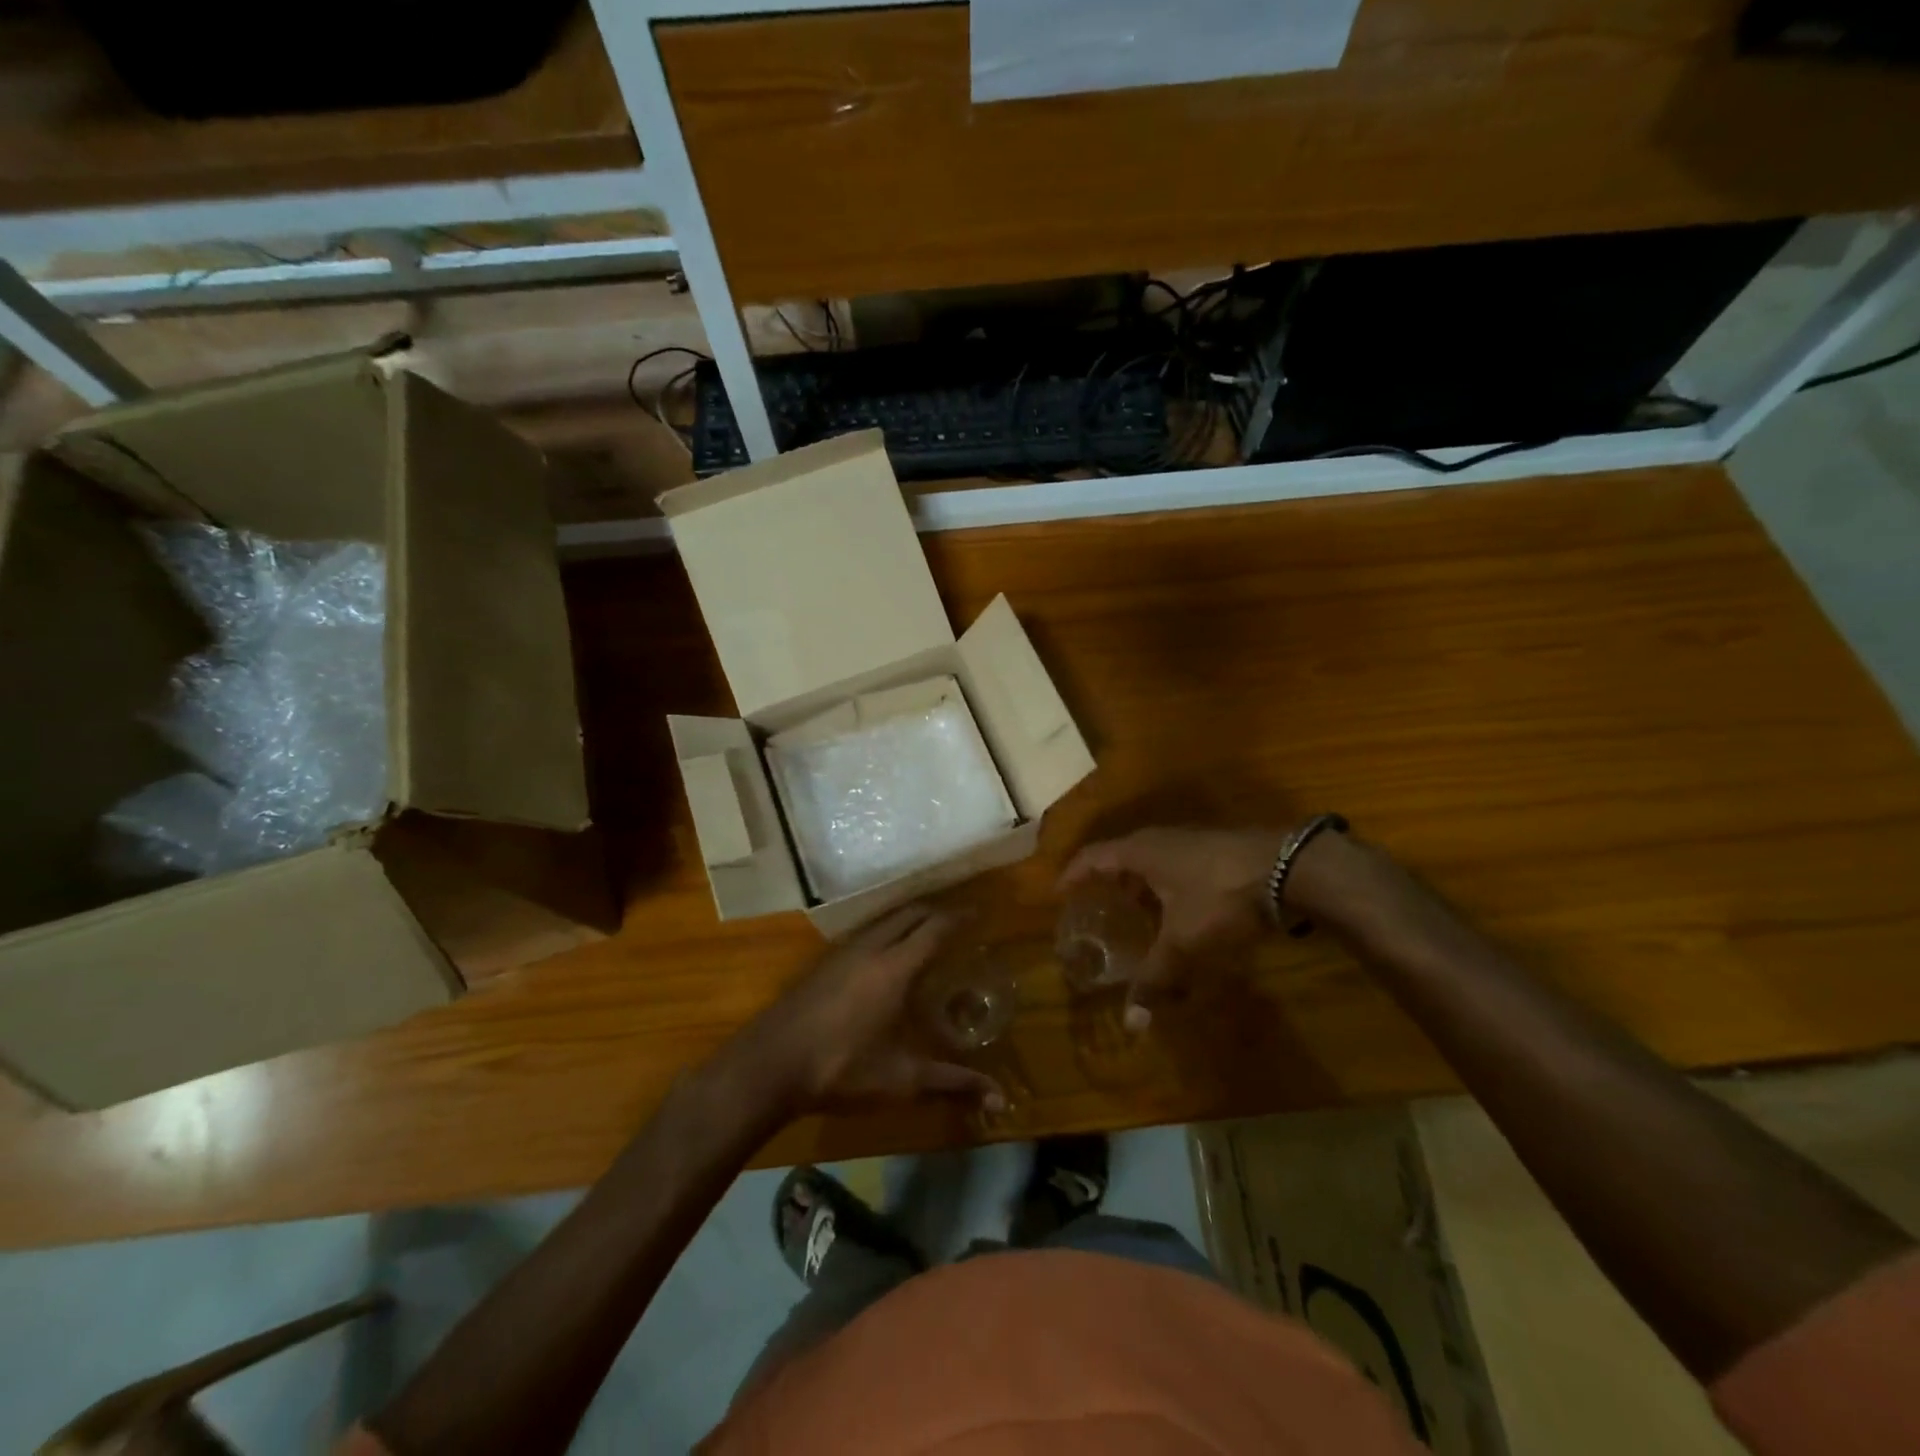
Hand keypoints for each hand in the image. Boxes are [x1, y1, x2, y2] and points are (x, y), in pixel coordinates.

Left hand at [741, 904, 1004, 1114]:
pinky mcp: (823, 963)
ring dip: (909, 918)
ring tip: (927, 930)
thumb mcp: (902, 1079)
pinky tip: (885, 953)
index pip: (934, 928)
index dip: (959, 917)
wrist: (769, 1064)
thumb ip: (952, 1083)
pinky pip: (865, 932)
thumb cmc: (841, 1068)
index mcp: (895, 967)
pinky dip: (886, 930)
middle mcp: (871, 948)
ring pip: (884, 920)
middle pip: (909, 913)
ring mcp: (842, 952)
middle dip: (936, 911)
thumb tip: (1000, 1098)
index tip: (979, 912)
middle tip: (958, 919)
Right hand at [1058, 827, 1287, 1022]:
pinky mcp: (1215, 849)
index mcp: (1139, 851)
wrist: (1287, 868)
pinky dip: (1163, 884)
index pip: (1092, 857)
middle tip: (1094, 907)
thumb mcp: (1183, 941)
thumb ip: (1155, 977)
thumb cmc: (1220, 896)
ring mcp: (1190, 840)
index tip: (1058, 894)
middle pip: (1120, 855)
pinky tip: (1175, 909)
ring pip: (1150, 860)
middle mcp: (1159, 839)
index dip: (1072, 874)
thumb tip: (1131, 1023)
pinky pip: (1174, 864)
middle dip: (1105, 881)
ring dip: (1137, 883)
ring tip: (1132, 911)